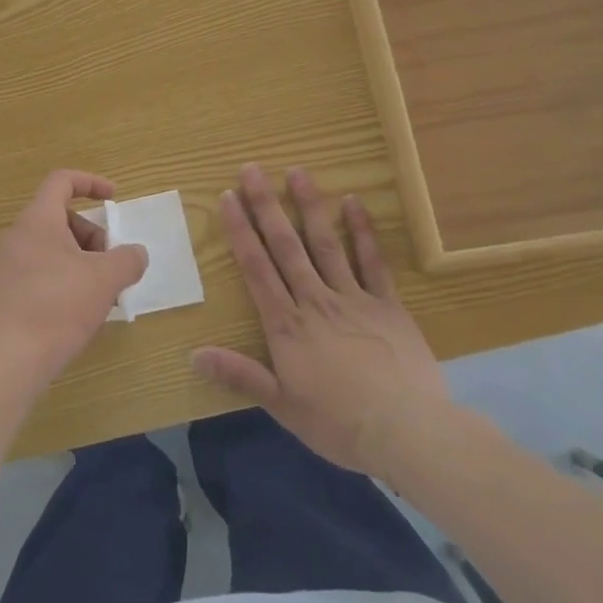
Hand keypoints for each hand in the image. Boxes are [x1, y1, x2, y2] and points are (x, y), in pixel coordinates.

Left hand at [0, 170, 148, 389]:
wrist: (6, 362)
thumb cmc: (57, 307)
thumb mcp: (104, 280)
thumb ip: (127, 260)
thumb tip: (135, 253)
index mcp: (38, 219)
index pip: (62, 181)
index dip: (91, 182)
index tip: (114, 199)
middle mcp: (18, 235)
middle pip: (62, 218)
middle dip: (94, 237)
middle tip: (113, 267)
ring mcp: (8, 265)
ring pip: (54, 248)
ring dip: (83, 263)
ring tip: (102, 296)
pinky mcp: (6, 293)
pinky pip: (42, 272)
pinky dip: (66, 281)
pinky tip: (80, 314)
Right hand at [193, 164, 459, 476]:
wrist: (408, 433)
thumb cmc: (340, 424)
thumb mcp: (283, 407)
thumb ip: (240, 376)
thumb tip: (194, 356)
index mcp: (287, 325)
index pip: (256, 268)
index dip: (240, 230)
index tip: (228, 197)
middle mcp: (315, 300)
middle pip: (285, 246)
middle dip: (266, 205)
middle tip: (252, 169)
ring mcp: (353, 298)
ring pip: (325, 243)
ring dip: (310, 206)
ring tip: (297, 171)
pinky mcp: (387, 304)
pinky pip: (372, 262)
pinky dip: (363, 231)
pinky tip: (354, 202)